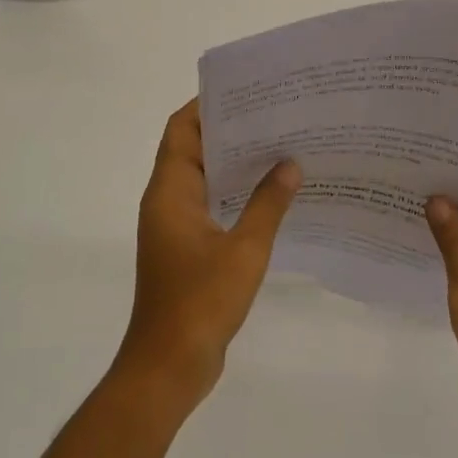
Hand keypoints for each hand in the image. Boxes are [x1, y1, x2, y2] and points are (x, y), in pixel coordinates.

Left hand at [114, 100, 301, 412]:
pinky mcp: (186, 249)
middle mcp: (167, 201)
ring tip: (279, 147)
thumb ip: (268, 204)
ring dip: (233, 163)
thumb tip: (290, 163)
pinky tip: (271, 195)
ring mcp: (175, 227)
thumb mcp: (244, 250)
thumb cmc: (201, 302)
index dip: (206, 106)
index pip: (181, 130)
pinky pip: (209, 205)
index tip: (245, 91)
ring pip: (203, 178)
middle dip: (229, 130)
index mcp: (170, 192)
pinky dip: (234, 194)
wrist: (169, 366)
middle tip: (273, 115)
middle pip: (192, 149)